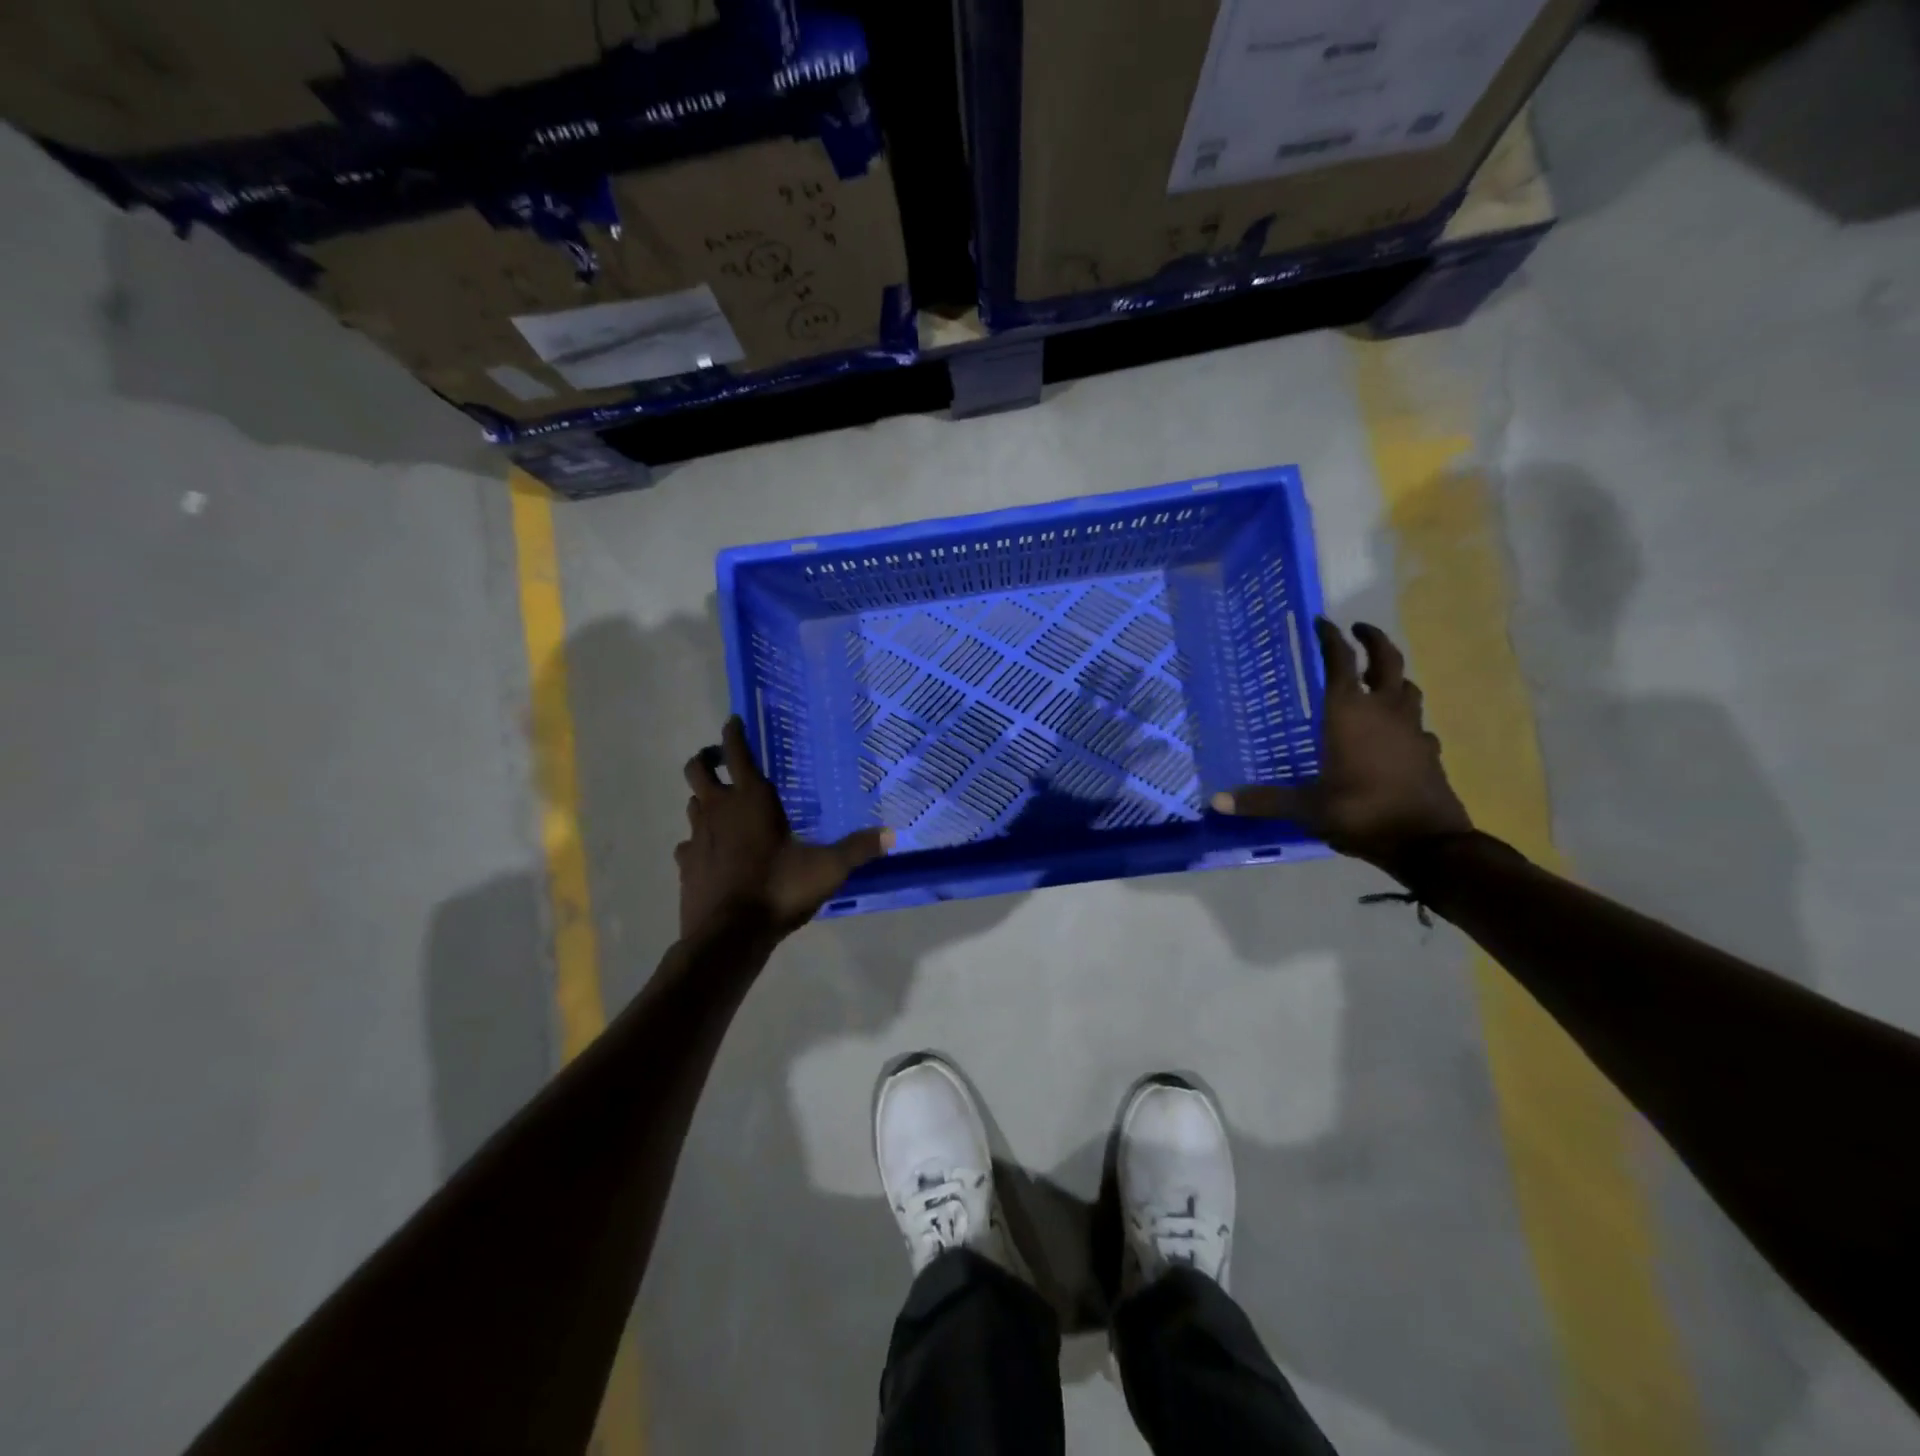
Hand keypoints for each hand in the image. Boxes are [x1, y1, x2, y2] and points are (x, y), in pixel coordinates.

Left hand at [677, 717, 892, 939]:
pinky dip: (698, 841)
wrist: (728, 936)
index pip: (738, 753)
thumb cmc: (778, 890)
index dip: (735, 733)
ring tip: (722, 806)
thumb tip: (891, 834)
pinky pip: (688, 843)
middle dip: (707, 759)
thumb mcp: (827, 869)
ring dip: (704, 799)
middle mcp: (719, 810)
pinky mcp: (686, 865)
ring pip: (692, 803)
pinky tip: (712, 852)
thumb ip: (857, 849)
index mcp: (752, 800)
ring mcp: (697, 837)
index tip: (735, 720)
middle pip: (697, 769)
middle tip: (723, 762)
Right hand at [1214, 619, 1470, 871]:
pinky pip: (1418, 723)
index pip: (1340, 662)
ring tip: (1377, 676)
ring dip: (1393, 675)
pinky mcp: (1429, 751)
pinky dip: (1406, 718)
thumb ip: (1264, 800)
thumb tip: (1216, 801)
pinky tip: (1398, 731)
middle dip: (1373, 639)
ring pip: (1407, 688)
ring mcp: (1412, 730)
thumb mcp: (1307, 808)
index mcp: (1349, 714)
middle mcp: (1383, 712)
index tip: (1321, 622)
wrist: (1428, 843)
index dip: (1330, 638)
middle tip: (1358, 628)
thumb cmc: (1361, 812)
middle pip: (1386, 660)